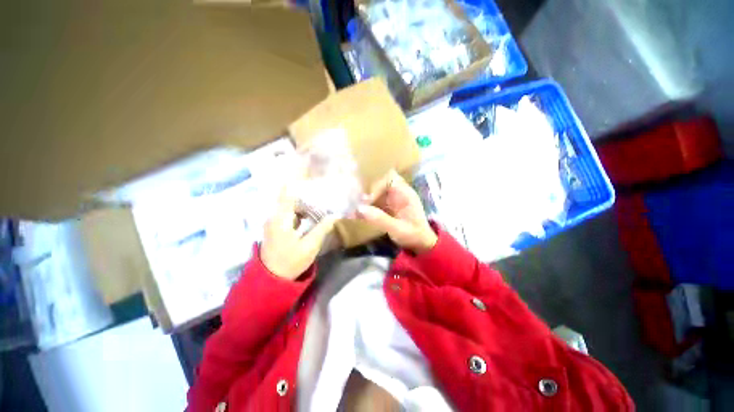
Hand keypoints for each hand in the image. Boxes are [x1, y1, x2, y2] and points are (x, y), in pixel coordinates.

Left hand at [261, 183, 336, 279]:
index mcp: (280, 219)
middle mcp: (273, 216)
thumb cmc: (290, 262)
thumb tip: (334, 215)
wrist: (272, 279)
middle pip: (289, 197)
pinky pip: (288, 213)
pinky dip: (299, 211)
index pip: (286, 193)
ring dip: (303, 203)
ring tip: (319, 202)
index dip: (297, 182)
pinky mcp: (275, 227)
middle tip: (321, 192)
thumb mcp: (310, 246)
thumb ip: (322, 229)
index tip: (310, 176)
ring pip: (288, 205)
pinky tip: (310, 215)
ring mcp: (273, 222)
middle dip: (305, 194)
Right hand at [356, 170, 436, 253]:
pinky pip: (374, 203)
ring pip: (375, 193)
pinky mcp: (386, 208)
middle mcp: (398, 194)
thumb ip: (380, 219)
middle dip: (367, 192)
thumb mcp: (398, 229)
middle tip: (357, 203)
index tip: (367, 199)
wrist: (420, 245)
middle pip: (380, 183)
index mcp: (405, 194)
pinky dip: (365, 209)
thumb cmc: (414, 235)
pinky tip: (355, 215)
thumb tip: (359, 209)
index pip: (390, 178)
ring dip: (364, 200)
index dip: (377, 185)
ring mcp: (391, 201)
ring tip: (353, 209)